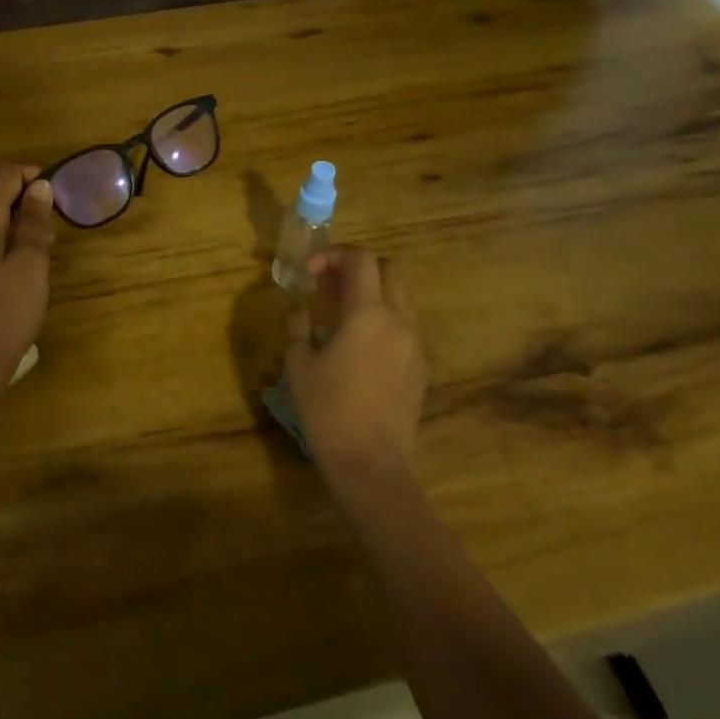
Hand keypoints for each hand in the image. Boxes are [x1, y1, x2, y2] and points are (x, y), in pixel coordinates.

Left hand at [0, 164, 55, 401]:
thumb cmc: (6, 312)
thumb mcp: (31, 264)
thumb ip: (34, 222)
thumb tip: (39, 187)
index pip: (1, 177)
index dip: (29, 174)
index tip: (55, 189)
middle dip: (13, 188)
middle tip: (43, 210)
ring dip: (3, 209)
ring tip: (34, 235)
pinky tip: (14, 255)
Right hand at [285, 246, 425, 472]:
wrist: (371, 463)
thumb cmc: (328, 410)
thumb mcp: (299, 365)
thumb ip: (299, 328)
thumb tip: (301, 312)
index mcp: (367, 314)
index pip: (360, 259)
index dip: (333, 255)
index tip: (309, 272)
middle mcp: (398, 321)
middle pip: (389, 269)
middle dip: (357, 267)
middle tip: (328, 285)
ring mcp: (415, 344)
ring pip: (400, 297)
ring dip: (372, 292)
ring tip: (340, 313)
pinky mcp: (421, 367)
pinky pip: (404, 325)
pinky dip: (383, 318)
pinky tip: (359, 343)